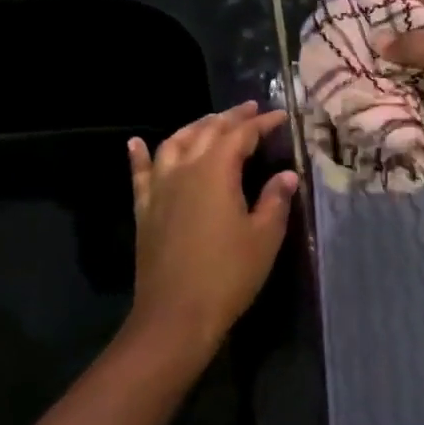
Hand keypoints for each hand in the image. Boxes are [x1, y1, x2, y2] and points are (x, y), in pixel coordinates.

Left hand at [126, 102, 298, 358]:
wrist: (176, 315)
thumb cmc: (228, 275)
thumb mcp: (264, 237)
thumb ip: (275, 200)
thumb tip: (286, 175)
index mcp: (216, 172)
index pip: (241, 136)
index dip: (262, 124)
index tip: (280, 116)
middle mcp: (184, 170)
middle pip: (207, 132)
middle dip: (230, 118)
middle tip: (250, 110)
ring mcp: (159, 189)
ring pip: (174, 143)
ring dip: (194, 128)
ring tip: (210, 122)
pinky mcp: (144, 209)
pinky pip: (141, 173)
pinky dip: (140, 155)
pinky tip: (137, 143)